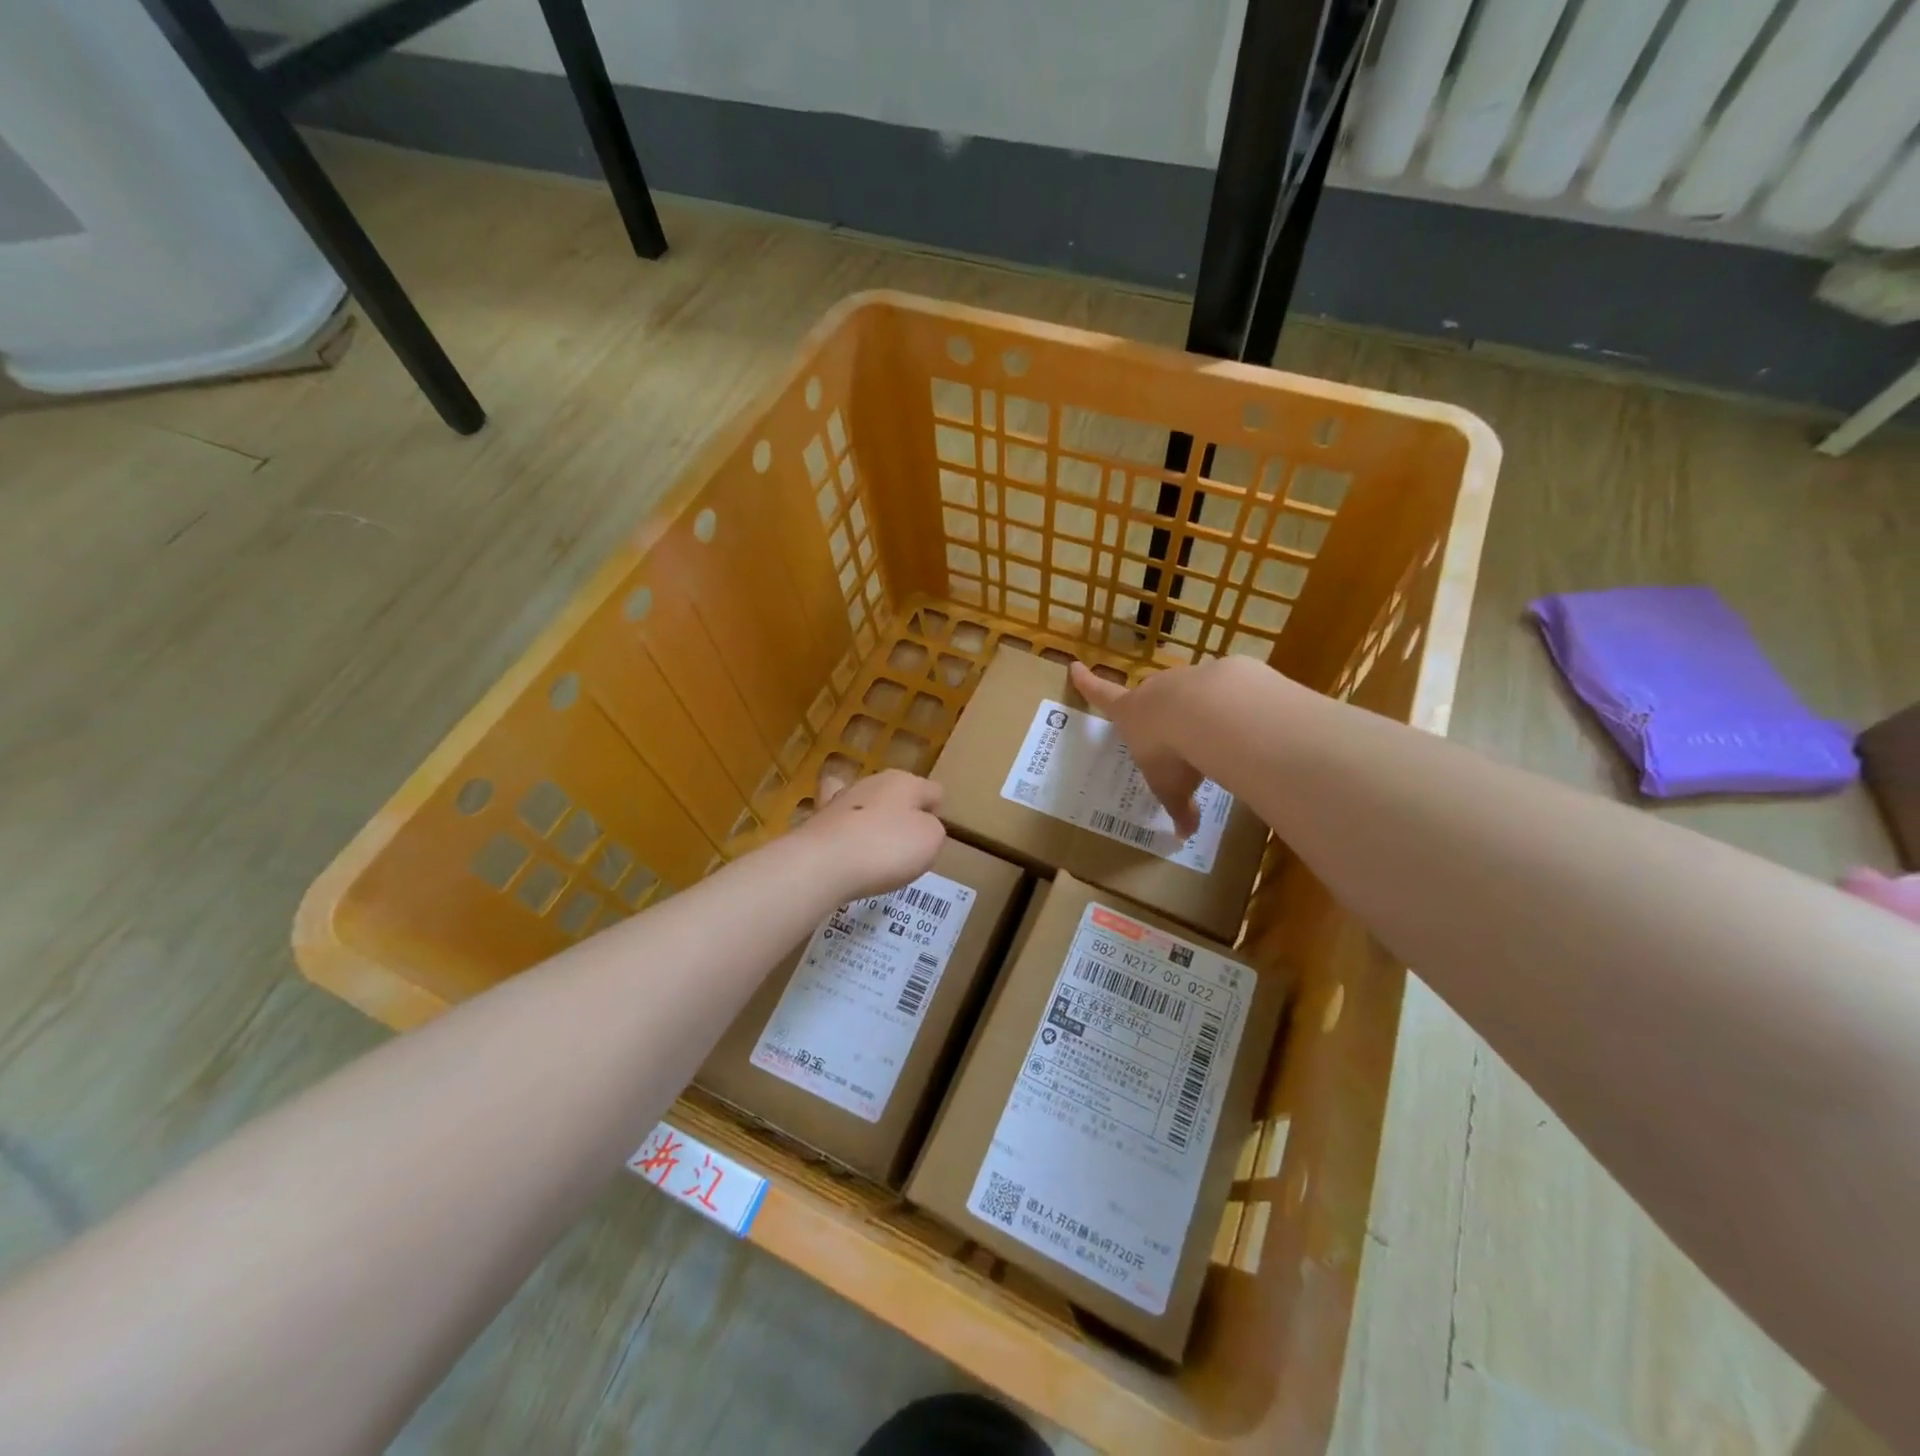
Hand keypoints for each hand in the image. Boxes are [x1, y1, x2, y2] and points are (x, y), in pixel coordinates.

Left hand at [796, 768, 946, 900]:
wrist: (823, 864)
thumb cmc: (887, 848)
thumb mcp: (930, 841)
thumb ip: (933, 829)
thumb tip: (921, 826)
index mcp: (906, 782)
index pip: (934, 791)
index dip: (937, 814)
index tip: (931, 839)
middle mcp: (873, 781)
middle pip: (897, 793)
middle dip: (902, 814)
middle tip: (905, 847)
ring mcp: (841, 798)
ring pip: (865, 802)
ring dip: (871, 818)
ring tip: (875, 848)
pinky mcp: (817, 819)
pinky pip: (838, 819)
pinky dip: (842, 827)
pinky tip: (842, 839)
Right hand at [1070, 660, 1213, 839]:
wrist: (1212, 713)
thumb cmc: (1172, 752)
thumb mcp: (1171, 788)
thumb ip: (1177, 808)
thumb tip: (1183, 835)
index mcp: (1130, 713)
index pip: (1101, 695)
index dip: (1087, 683)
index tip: (1075, 665)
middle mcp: (1154, 691)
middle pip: (1149, 695)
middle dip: (1156, 711)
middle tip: (1168, 732)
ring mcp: (1187, 679)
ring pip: (1187, 693)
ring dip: (1195, 711)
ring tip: (1212, 736)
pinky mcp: (1220, 674)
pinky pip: (1223, 691)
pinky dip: (1228, 706)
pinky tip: (1241, 725)